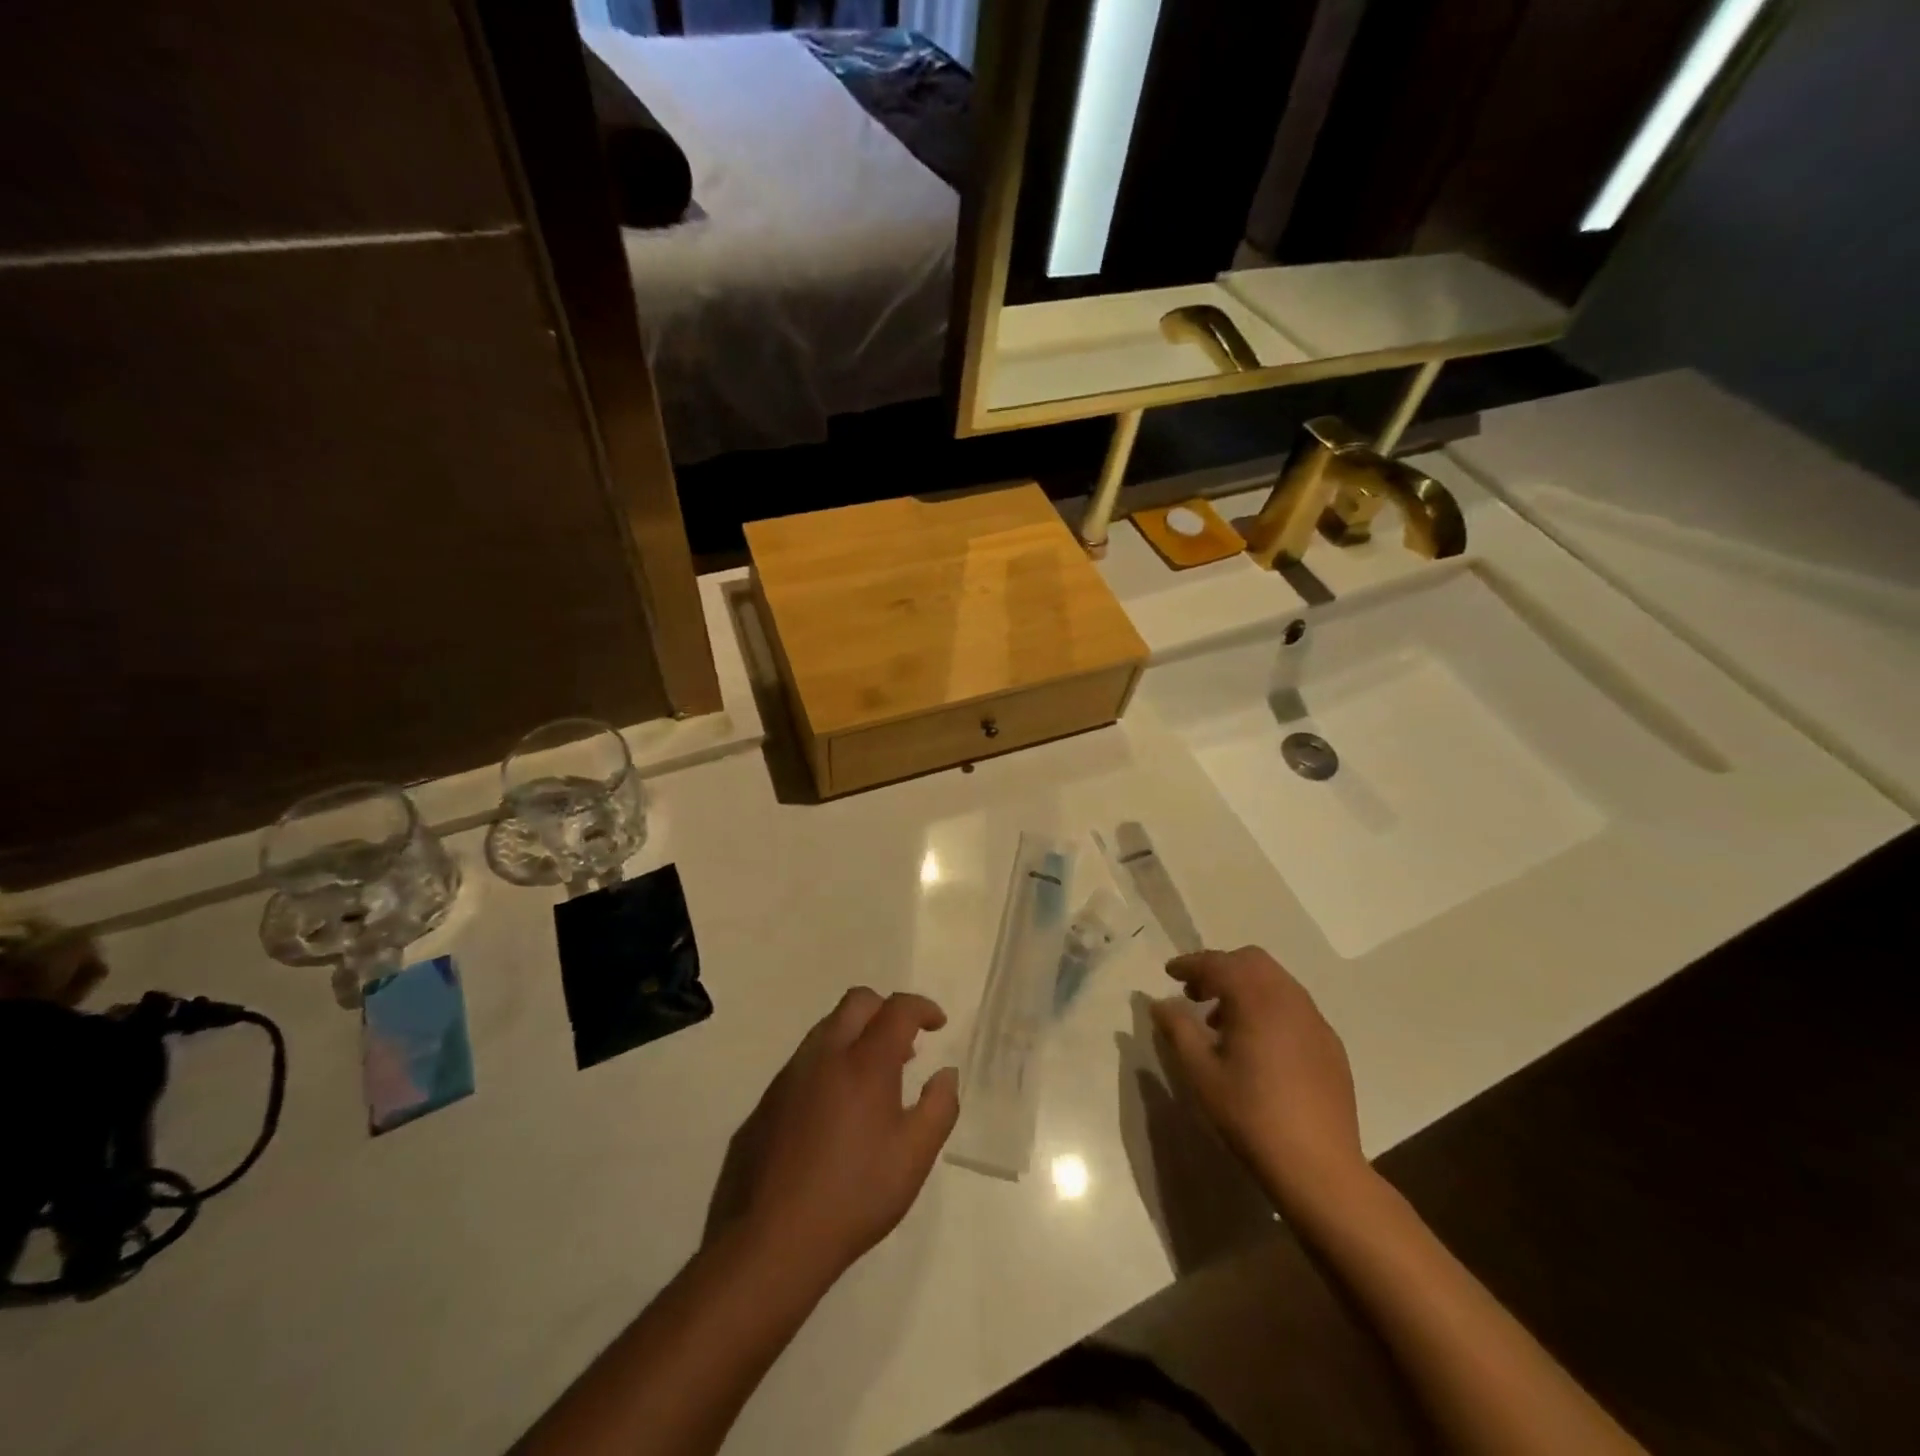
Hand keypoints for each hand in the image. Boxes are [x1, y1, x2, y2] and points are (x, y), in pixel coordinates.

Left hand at [726, 988, 958, 1283]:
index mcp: (864, 1062)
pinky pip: (804, 1064)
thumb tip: (946, 1074)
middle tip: (906, 1045)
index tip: (937, 1024)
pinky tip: (834, 1113)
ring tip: (873, 1079)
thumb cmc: (855, 1194)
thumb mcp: (915, 1156)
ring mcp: (789, 1076)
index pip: (897, 1008)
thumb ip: (939, 1107)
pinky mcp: (766, 1102)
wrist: (771, 1241)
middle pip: (857, 1002)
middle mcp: (824, 1054)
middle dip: (886, 1010)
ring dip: (855, 1037)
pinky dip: (829, 1066)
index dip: (922, 1007)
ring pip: (826, 1029)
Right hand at [1150, 947, 1368, 1213]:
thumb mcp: (1201, 1073)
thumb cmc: (1251, 1115)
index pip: (1218, 963)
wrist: (1319, 1167)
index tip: (1169, 973)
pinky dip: (1268, 1007)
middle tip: (1195, 994)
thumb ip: (1178, 1029)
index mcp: (1257, 999)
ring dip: (1245, 988)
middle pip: (1252, 961)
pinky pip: (1294, 1007)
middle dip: (1220, 968)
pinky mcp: (1330, 1045)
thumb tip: (1160, 1003)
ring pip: (1275, 982)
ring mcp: (1315, 1021)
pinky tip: (1257, 1045)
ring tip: (1221, 1023)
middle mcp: (1290, 999)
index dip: (1190, 964)